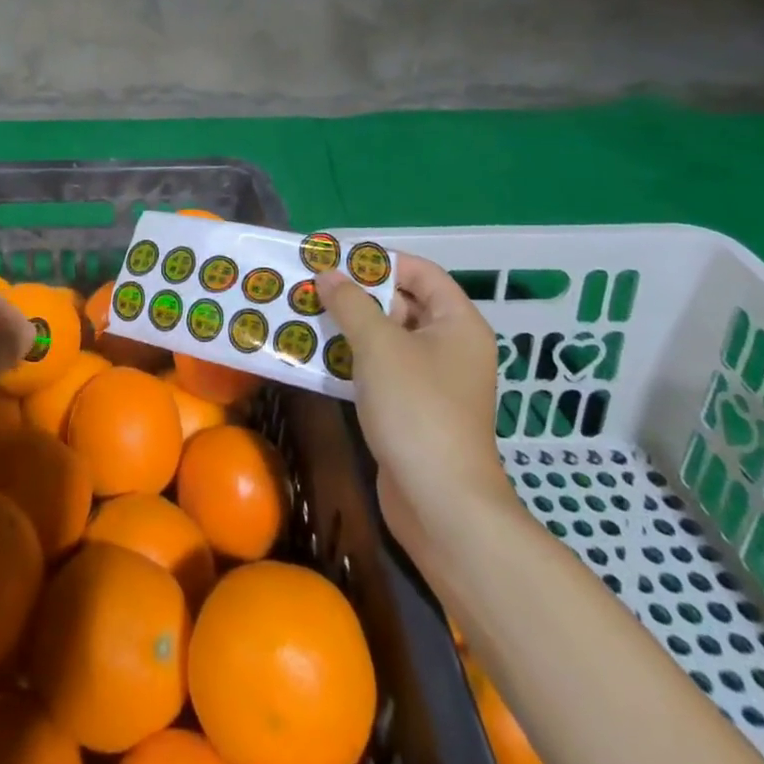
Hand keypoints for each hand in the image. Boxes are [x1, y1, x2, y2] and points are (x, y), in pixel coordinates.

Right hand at [318, 256, 515, 560]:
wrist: (442, 505)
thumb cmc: (417, 410)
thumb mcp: (378, 345)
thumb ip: (350, 303)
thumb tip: (328, 273)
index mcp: (458, 323)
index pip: (422, 273)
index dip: (381, 261)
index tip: (338, 258)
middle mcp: (451, 347)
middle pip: (402, 304)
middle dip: (357, 294)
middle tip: (313, 285)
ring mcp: (433, 382)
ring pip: (387, 339)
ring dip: (349, 327)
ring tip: (305, 315)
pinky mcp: (414, 410)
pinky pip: (381, 370)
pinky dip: (352, 359)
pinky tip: (315, 357)